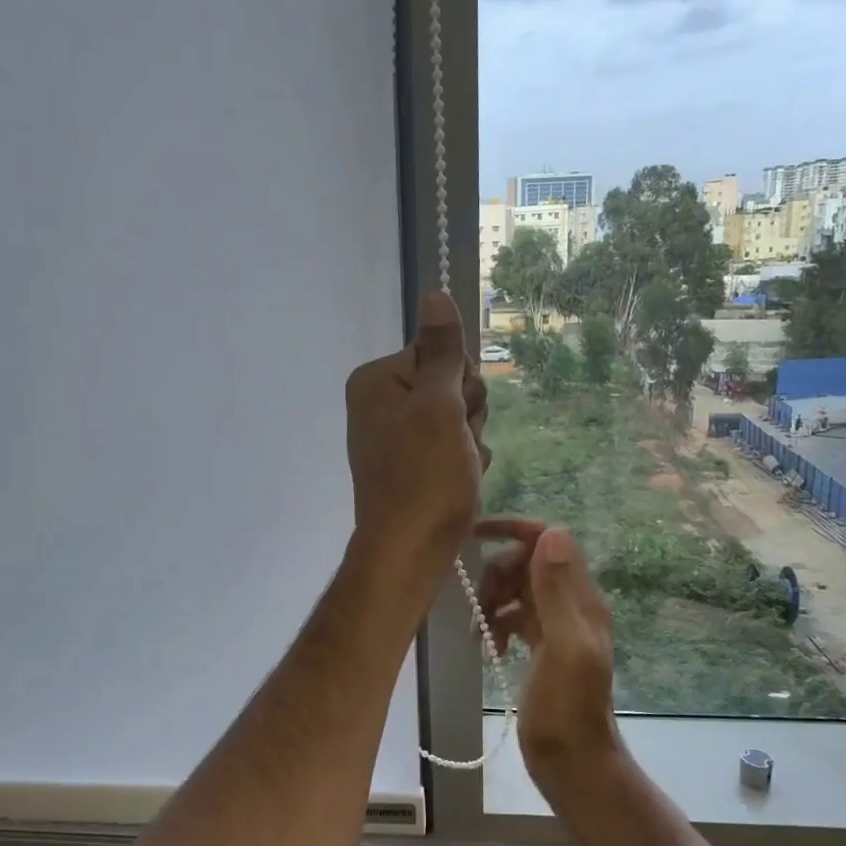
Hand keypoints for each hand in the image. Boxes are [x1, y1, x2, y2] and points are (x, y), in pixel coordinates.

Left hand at [345, 291, 489, 580]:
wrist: (410, 552)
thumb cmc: (426, 477)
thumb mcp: (439, 406)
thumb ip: (441, 350)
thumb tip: (433, 292)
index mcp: (377, 381)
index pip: (439, 353)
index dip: (460, 384)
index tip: (457, 413)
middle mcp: (380, 403)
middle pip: (449, 384)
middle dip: (466, 413)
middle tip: (457, 445)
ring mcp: (394, 435)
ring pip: (456, 416)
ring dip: (469, 439)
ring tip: (458, 468)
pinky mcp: (409, 464)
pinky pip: (449, 445)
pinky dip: (461, 461)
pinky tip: (458, 482)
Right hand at [473, 518, 619, 786]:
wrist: (572, 763)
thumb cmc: (567, 709)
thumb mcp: (563, 647)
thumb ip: (557, 592)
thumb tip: (551, 532)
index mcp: (582, 599)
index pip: (549, 541)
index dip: (515, 530)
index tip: (476, 534)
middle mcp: (571, 605)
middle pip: (526, 564)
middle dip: (497, 576)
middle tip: (479, 607)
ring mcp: (556, 626)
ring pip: (517, 590)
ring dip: (492, 602)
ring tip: (479, 633)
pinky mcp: (541, 647)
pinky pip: (514, 617)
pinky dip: (497, 624)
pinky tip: (489, 649)